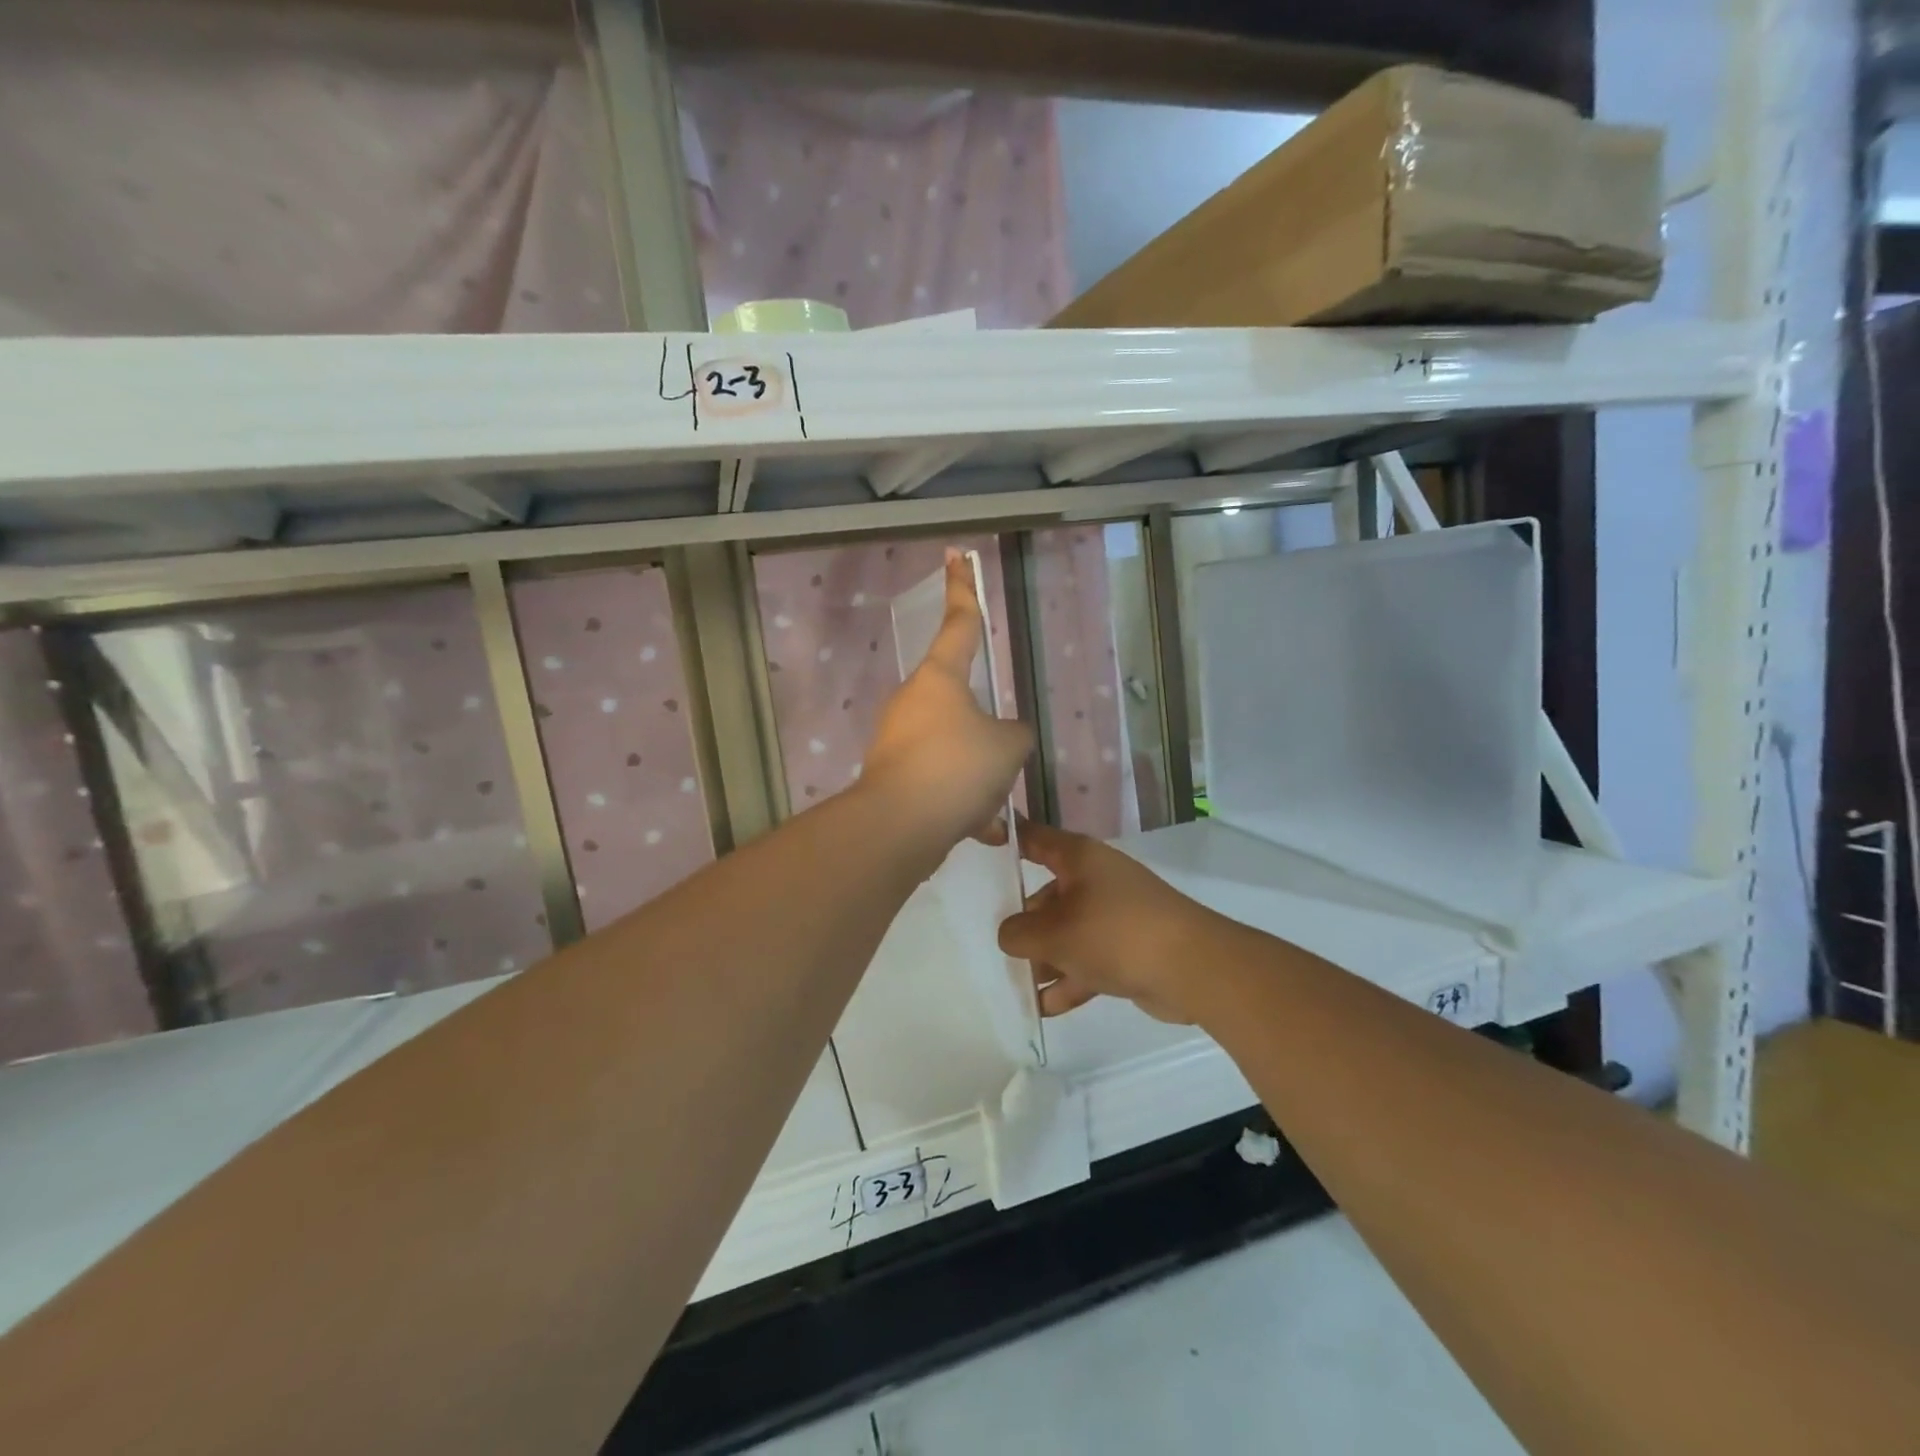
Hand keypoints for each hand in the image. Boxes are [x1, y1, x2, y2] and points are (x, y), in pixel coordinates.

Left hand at [861, 551, 1033, 855]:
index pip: (959, 621)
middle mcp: (914, 701)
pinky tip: (979, 831)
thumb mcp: (1008, 747)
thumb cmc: (957, 768)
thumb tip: (1004, 739)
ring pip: (953, 750)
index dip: (963, 587)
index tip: (955, 554)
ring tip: (992, 807)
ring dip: (976, 777)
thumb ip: (1014, 735)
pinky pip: (939, 783)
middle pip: (960, 702)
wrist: (898, 827)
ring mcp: (898, 739)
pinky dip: (961, 805)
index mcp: (940, 678)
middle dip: (985, 734)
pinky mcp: (892, 775)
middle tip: (1002, 764)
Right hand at [998, 820, 1227, 1023]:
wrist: (1192, 967)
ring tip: (1021, 987)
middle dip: (1025, 925)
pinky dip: (1070, 979)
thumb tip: (1010, 935)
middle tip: (1002, 949)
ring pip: (1068, 931)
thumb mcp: (1054, 934)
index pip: (1035, 839)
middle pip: (1048, 895)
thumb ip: (1018, 933)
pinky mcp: (1129, 947)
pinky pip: (1089, 958)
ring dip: (1046, 959)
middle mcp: (1095, 879)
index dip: (1009, 839)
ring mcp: (1115, 914)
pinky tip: (1046, 1008)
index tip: (982, 842)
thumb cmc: (1114, 934)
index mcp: (1078, 858)